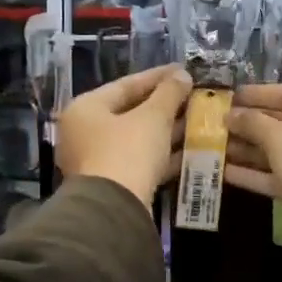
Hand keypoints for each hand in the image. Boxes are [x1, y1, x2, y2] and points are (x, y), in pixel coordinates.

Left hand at [57, 64, 192, 206]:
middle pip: (130, 112)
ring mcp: (96, 160)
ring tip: (197, 121)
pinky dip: (161, 155)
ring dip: (166, 130)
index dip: (158, 77)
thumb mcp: (153, 118)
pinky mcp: (111, 184)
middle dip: (164, 106)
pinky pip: (139, 161)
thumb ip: (169, 93)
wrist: (114, 210)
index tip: (183, 71)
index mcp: (85, 109)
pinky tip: (189, 150)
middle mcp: (85, 132)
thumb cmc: (128, 152)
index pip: (125, 85)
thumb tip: (182, 75)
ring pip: (136, 138)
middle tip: (192, 96)